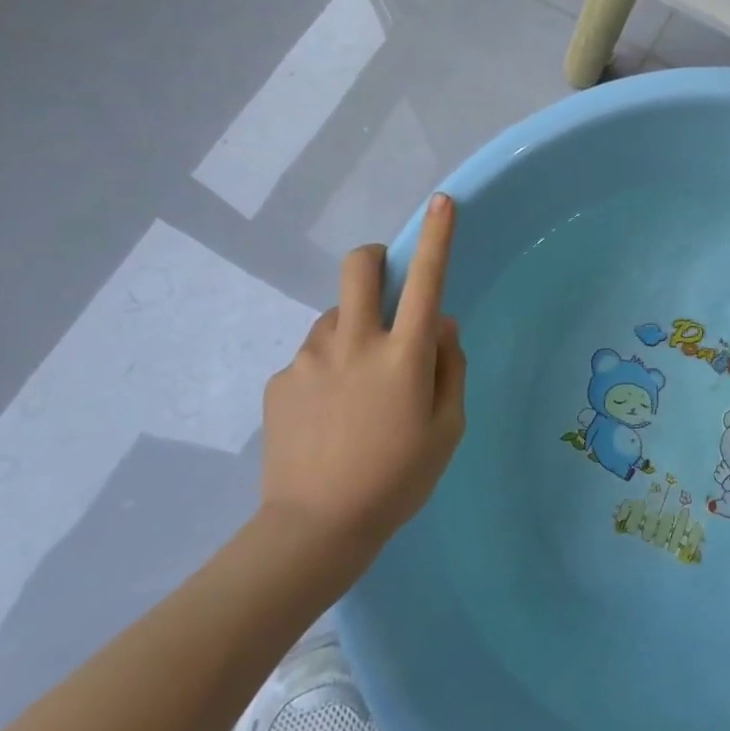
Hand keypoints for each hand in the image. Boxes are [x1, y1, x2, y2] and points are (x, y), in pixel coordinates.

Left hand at [260, 193, 466, 570]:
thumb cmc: (399, 479)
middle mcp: (355, 342)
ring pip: (335, 317)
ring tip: (357, 387)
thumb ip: (449, 367)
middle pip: (358, 269)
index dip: (437, 236)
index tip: (442, 201)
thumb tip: (439, 326)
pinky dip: (329, 368)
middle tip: (384, 285)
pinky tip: (329, 415)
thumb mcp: (448, 427)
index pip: (427, 280)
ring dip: (353, 330)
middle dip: (375, 259)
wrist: (315, 529)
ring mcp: (310, 359)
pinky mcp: (280, 380)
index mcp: (404, 355)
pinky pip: (313, 356)